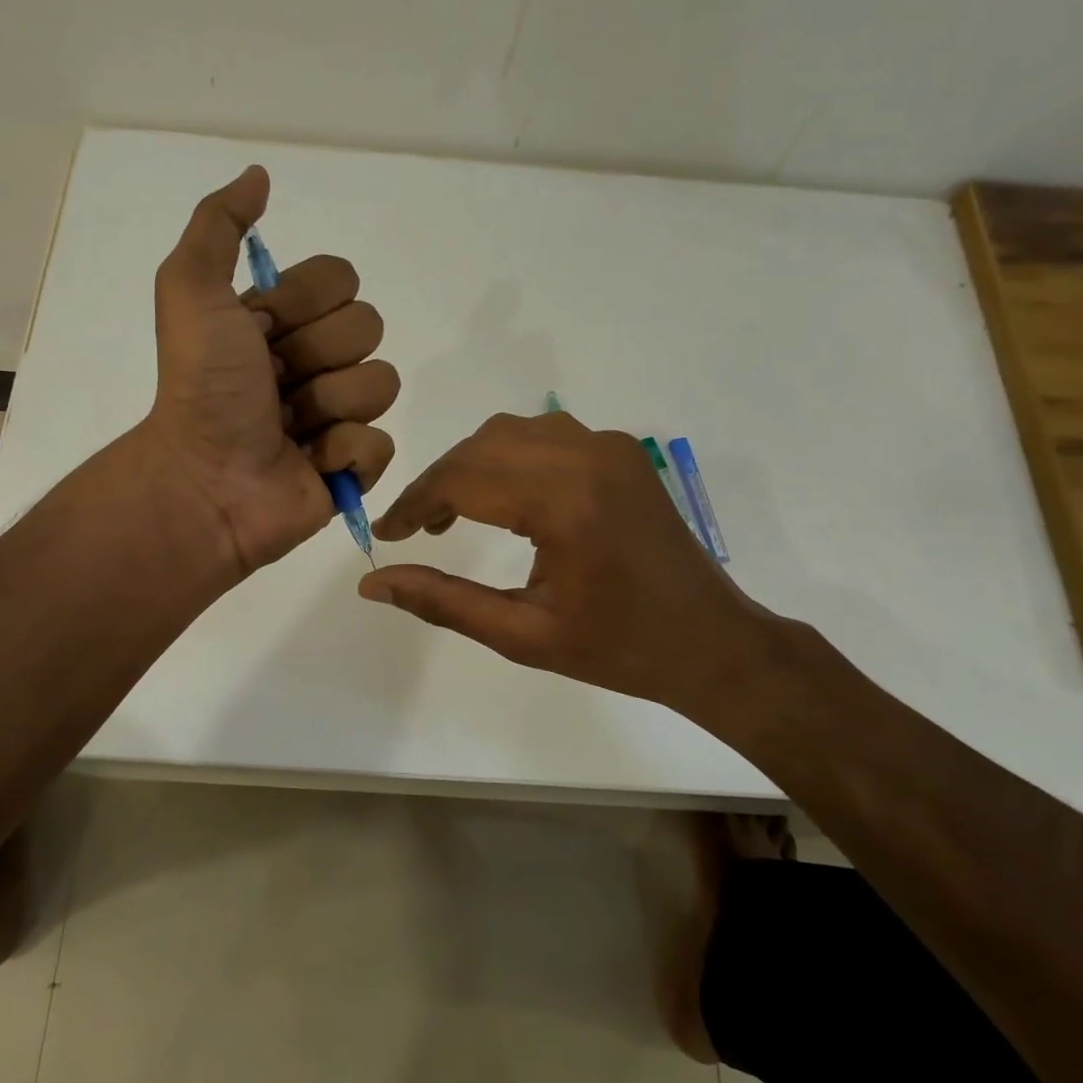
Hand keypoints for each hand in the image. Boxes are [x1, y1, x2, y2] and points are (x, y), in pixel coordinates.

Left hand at [143, 166, 399, 576]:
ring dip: (329, 405)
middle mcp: (315, 361)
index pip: (343, 278)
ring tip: (287, 428)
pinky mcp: (354, 466)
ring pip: (382, 384)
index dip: (305, 303)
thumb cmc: (201, 385)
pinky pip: (381, 442)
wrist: (205, 480)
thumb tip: (260, 176)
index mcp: (285, 320)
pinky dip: (343, 454)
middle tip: (273, 385)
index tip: (260, 332)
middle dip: (317, 355)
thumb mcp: (190, 290)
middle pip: (369, 326)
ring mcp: (338, 415)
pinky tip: (308, 462)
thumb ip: (219, 225)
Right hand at [359, 412, 804, 746]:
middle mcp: (586, 455)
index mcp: (565, 501)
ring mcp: (609, 447)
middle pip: (482, 446)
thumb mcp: (521, 636)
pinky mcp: (620, 452)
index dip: (414, 503)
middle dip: (438, 483)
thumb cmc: (617, 649)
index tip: (388, 533)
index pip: (462, 478)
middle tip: (417, 530)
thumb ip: (442, 602)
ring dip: (471, 465)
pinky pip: (545, 435)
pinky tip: (502, 499)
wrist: (710, 642)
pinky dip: (508, 458)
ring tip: (452, 515)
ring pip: (511, 433)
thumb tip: (372, 584)